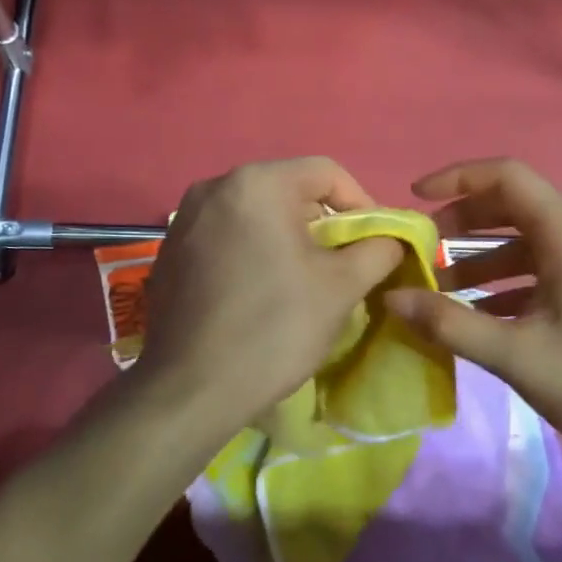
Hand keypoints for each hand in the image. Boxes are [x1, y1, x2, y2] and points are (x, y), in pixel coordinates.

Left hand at [138, 159, 404, 440]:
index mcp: (256, 183)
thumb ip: (378, 250)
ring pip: (257, 214)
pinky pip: (227, 235)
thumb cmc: (274, 328)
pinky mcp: (170, 251)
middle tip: (344, 264)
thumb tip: (391, 239)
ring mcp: (185, 219)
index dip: (362, 203)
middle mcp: (214, 187)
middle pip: (289, 190)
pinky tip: (260, 292)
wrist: (191, 389)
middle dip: (324, 224)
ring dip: (289, 238)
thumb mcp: (342, 287)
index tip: (375, 243)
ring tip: (305, 281)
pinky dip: (254, 251)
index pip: (326, 172)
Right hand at [384, 159, 561, 475]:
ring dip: (483, 262)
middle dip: (462, 224)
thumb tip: (392, 298)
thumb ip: (450, 324)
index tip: (415, 197)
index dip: (456, 177)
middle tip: (422, 250)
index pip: (507, 177)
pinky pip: (547, 272)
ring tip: (442, 294)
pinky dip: (510, 285)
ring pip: (529, 245)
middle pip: (515, 208)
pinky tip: (484, 320)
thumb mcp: (518, 356)